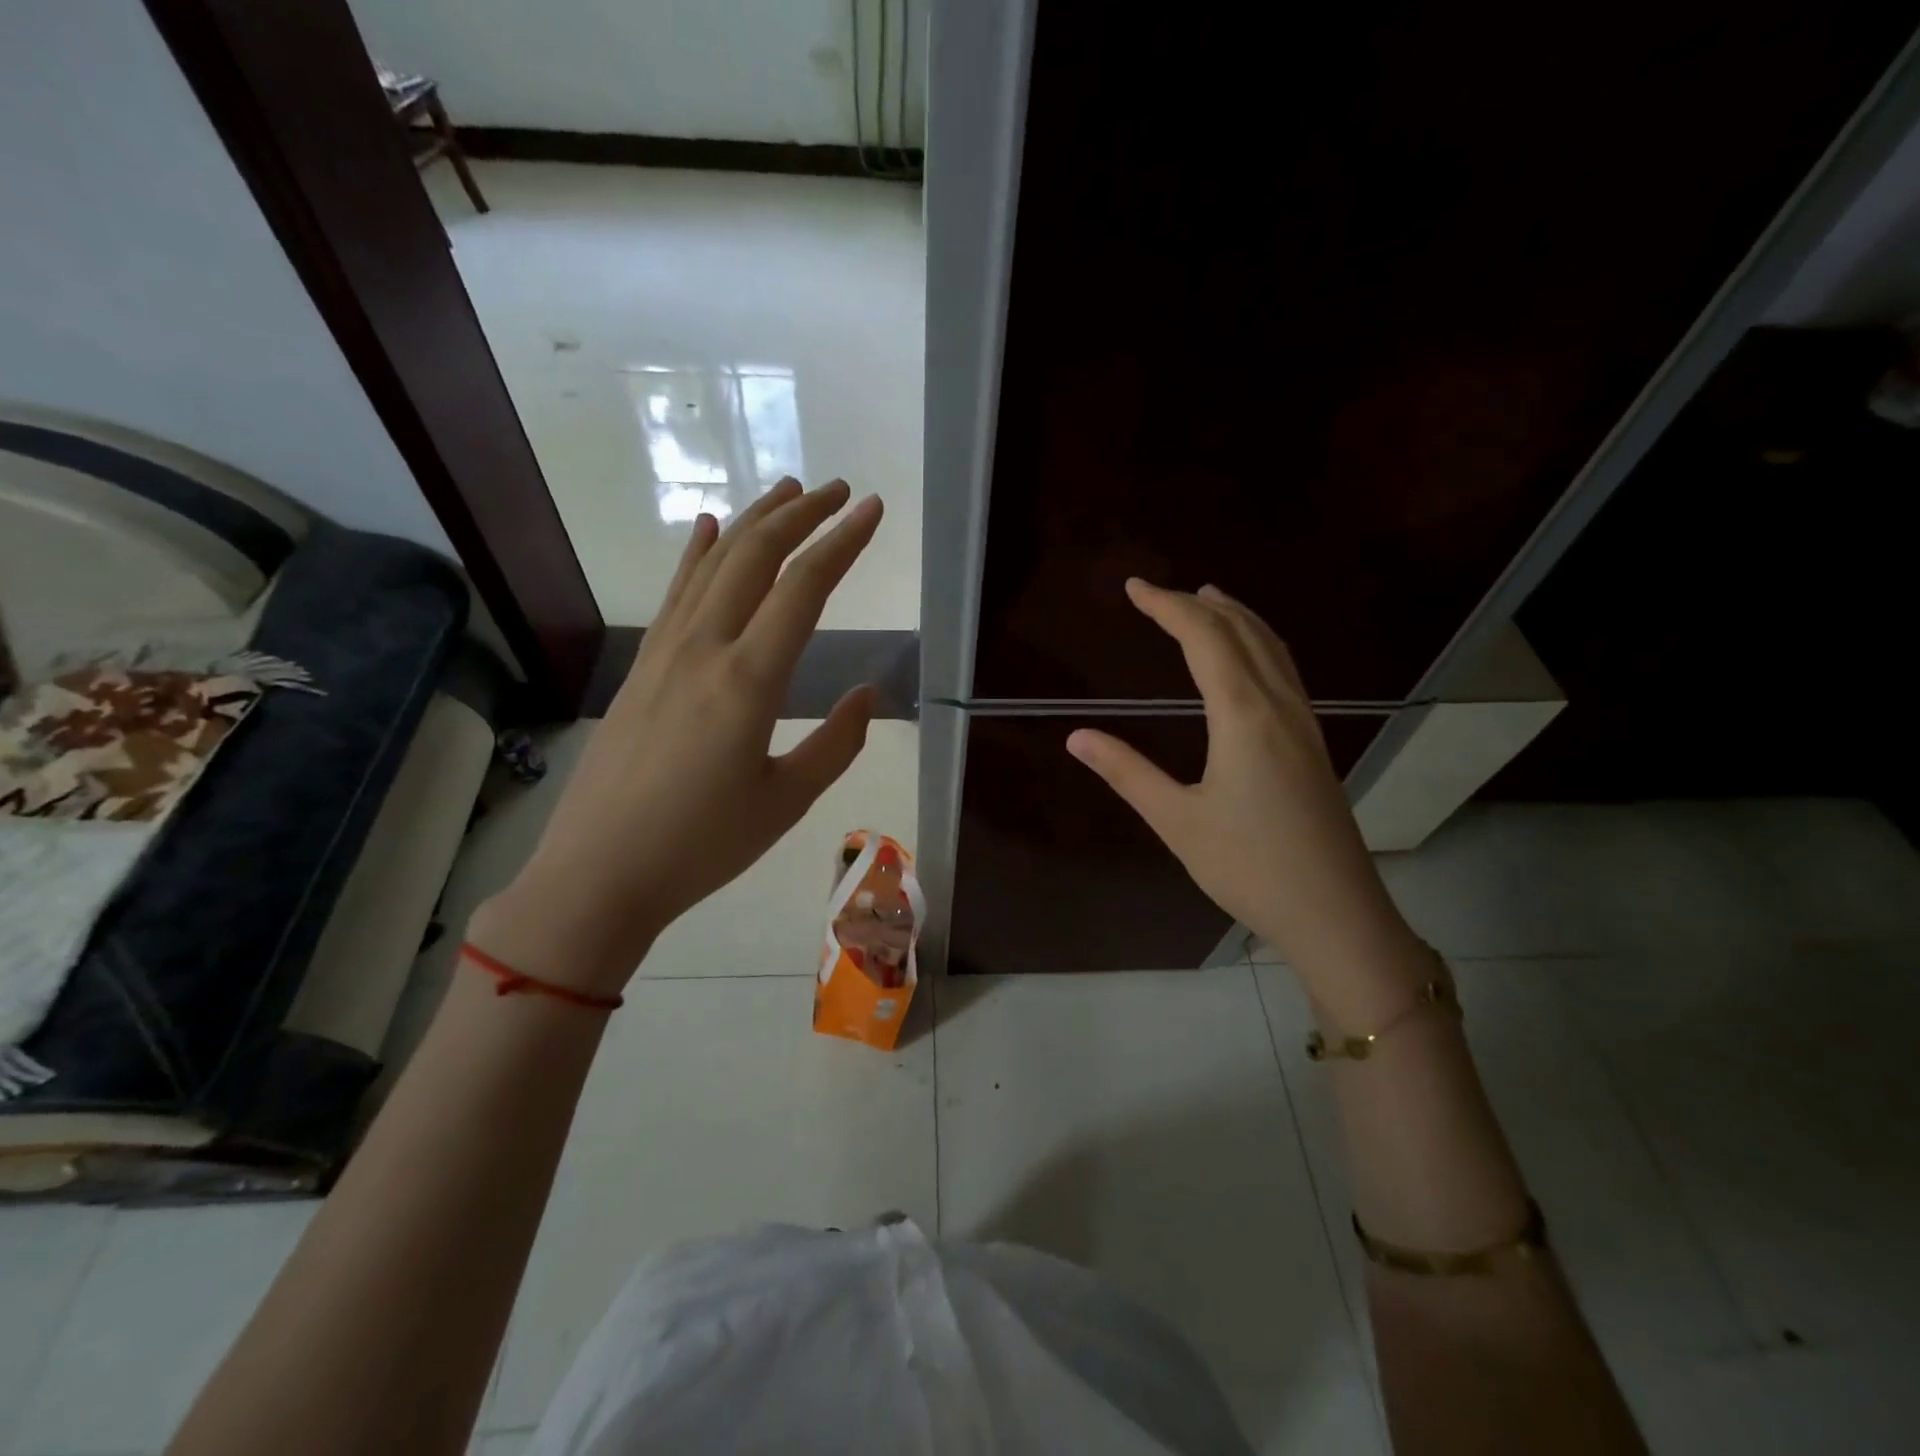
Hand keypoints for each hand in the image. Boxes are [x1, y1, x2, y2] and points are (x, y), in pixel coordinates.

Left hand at [469, 478, 882, 995]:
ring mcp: (665, 653)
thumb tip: (868, 693)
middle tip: (836, 490)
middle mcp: (704, 649)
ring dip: (754, 522)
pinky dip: (698, 554)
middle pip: (756, 557)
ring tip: (787, 491)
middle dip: (800, 514)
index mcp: (748, 681)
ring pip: (713, 565)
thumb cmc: (702, 845)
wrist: (599, 873)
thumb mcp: (786, 802)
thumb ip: (837, 743)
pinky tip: (709, 529)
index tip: (871, 509)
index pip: (804, 588)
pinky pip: (676, 594)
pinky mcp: (641, 666)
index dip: (842, 542)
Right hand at [1066, 580, 1422, 1003]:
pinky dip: (1260, 644)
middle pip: (1242, 632)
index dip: (1167, 607)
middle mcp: (1280, 706)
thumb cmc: (1250, 868)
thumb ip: (1127, 773)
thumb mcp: (1177, 822)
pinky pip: (1286, 671)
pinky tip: (1250, 659)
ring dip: (1237, 617)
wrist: (1336, 913)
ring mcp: (1304, 723)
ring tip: (1209, 600)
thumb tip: (1076, 736)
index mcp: (1244, 716)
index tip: (1134, 588)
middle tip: (1160, 592)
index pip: (1204, 639)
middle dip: (1199, 604)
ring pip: (1272, 648)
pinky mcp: (1314, 744)